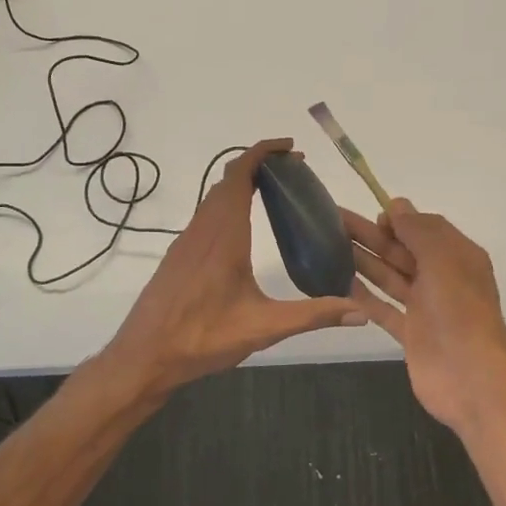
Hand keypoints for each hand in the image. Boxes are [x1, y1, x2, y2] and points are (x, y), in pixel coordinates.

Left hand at [99, 139, 367, 399]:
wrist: (144, 357)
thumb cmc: (202, 338)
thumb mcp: (263, 327)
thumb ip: (312, 315)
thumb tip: (361, 312)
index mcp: (224, 235)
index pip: (239, 175)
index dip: (263, 152)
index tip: (291, 148)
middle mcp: (203, 229)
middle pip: (227, 180)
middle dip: (260, 165)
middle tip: (295, 172)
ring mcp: (187, 242)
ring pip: (214, 197)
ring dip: (242, 184)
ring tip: (276, 193)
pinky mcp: (179, 256)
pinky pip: (206, 215)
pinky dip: (229, 204)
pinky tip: (245, 230)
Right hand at [344, 199, 505, 430]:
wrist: (471, 378)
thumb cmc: (459, 310)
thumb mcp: (442, 259)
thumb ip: (418, 231)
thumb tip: (397, 205)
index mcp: (458, 256)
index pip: (424, 228)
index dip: (398, 219)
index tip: (369, 213)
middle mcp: (442, 278)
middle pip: (402, 251)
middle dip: (371, 235)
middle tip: (332, 222)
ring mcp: (426, 308)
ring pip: (390, 277)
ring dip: (364, 260)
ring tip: (328, 246)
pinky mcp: (411, 334)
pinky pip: (384, 308)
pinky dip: (364, 295)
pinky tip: (340, 282)